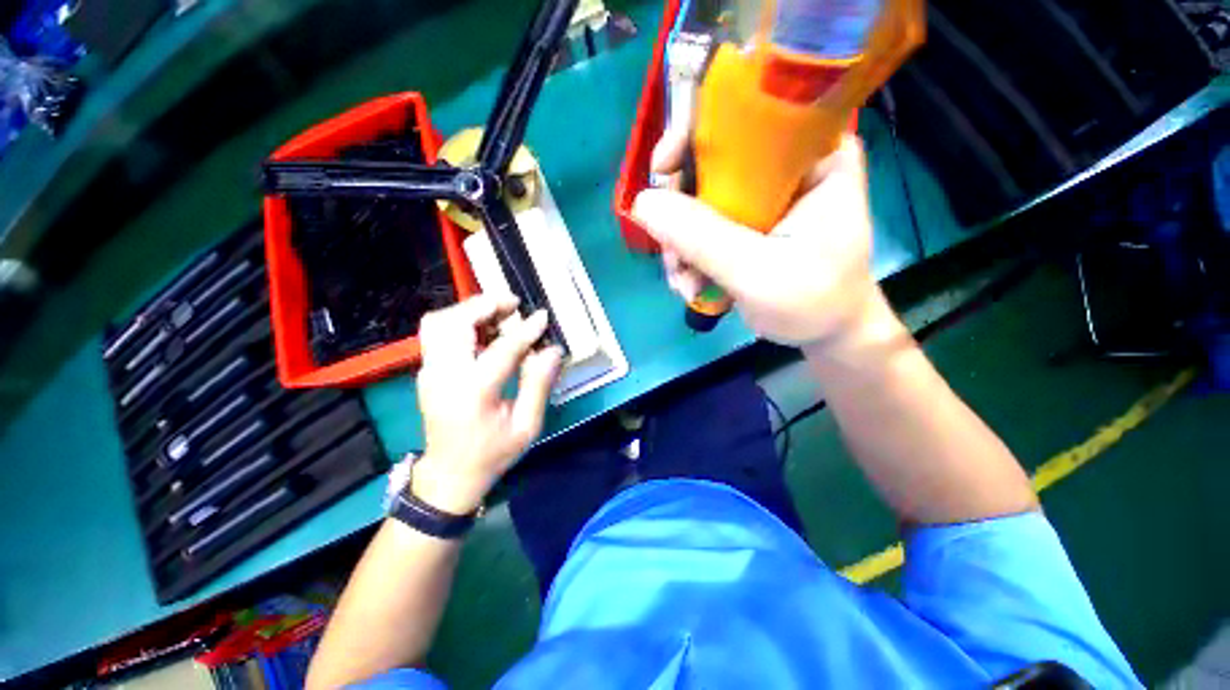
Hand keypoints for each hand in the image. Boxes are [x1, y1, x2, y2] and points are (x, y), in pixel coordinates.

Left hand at [412, 294, 562, 513]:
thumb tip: (552, 350)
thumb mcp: (526, 426)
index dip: (526, 330)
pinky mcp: (427, 371)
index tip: (542, 317)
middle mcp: (445, 375)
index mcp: (474, 392)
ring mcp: (430, 372)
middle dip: (485, 305)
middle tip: (513, 304)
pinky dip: (459, 321)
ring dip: (468, 310)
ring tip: (497, 311)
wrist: (450, 475)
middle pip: (456, 323)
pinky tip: (483, 329)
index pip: (502, 348)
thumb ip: (539, 384)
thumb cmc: (492, 453)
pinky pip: (437, 334)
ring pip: (439, 322)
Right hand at [633, 132, 878, 347]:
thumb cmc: (815, 301)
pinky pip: (703, 228)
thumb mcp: (758, 272)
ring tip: (685, 283)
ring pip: (699, 202)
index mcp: (813, 155)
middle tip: (673, 254)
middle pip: (711, 164)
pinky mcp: (746, 225)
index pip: (747, 116)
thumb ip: (702, 239)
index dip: (696, 135)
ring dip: (681, 245)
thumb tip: (642, 203)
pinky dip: (689, 257)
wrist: (826, 334)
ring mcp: (761, 199)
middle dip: (681, 214)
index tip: (661, 170)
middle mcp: (784, 167)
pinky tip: (691, 286)